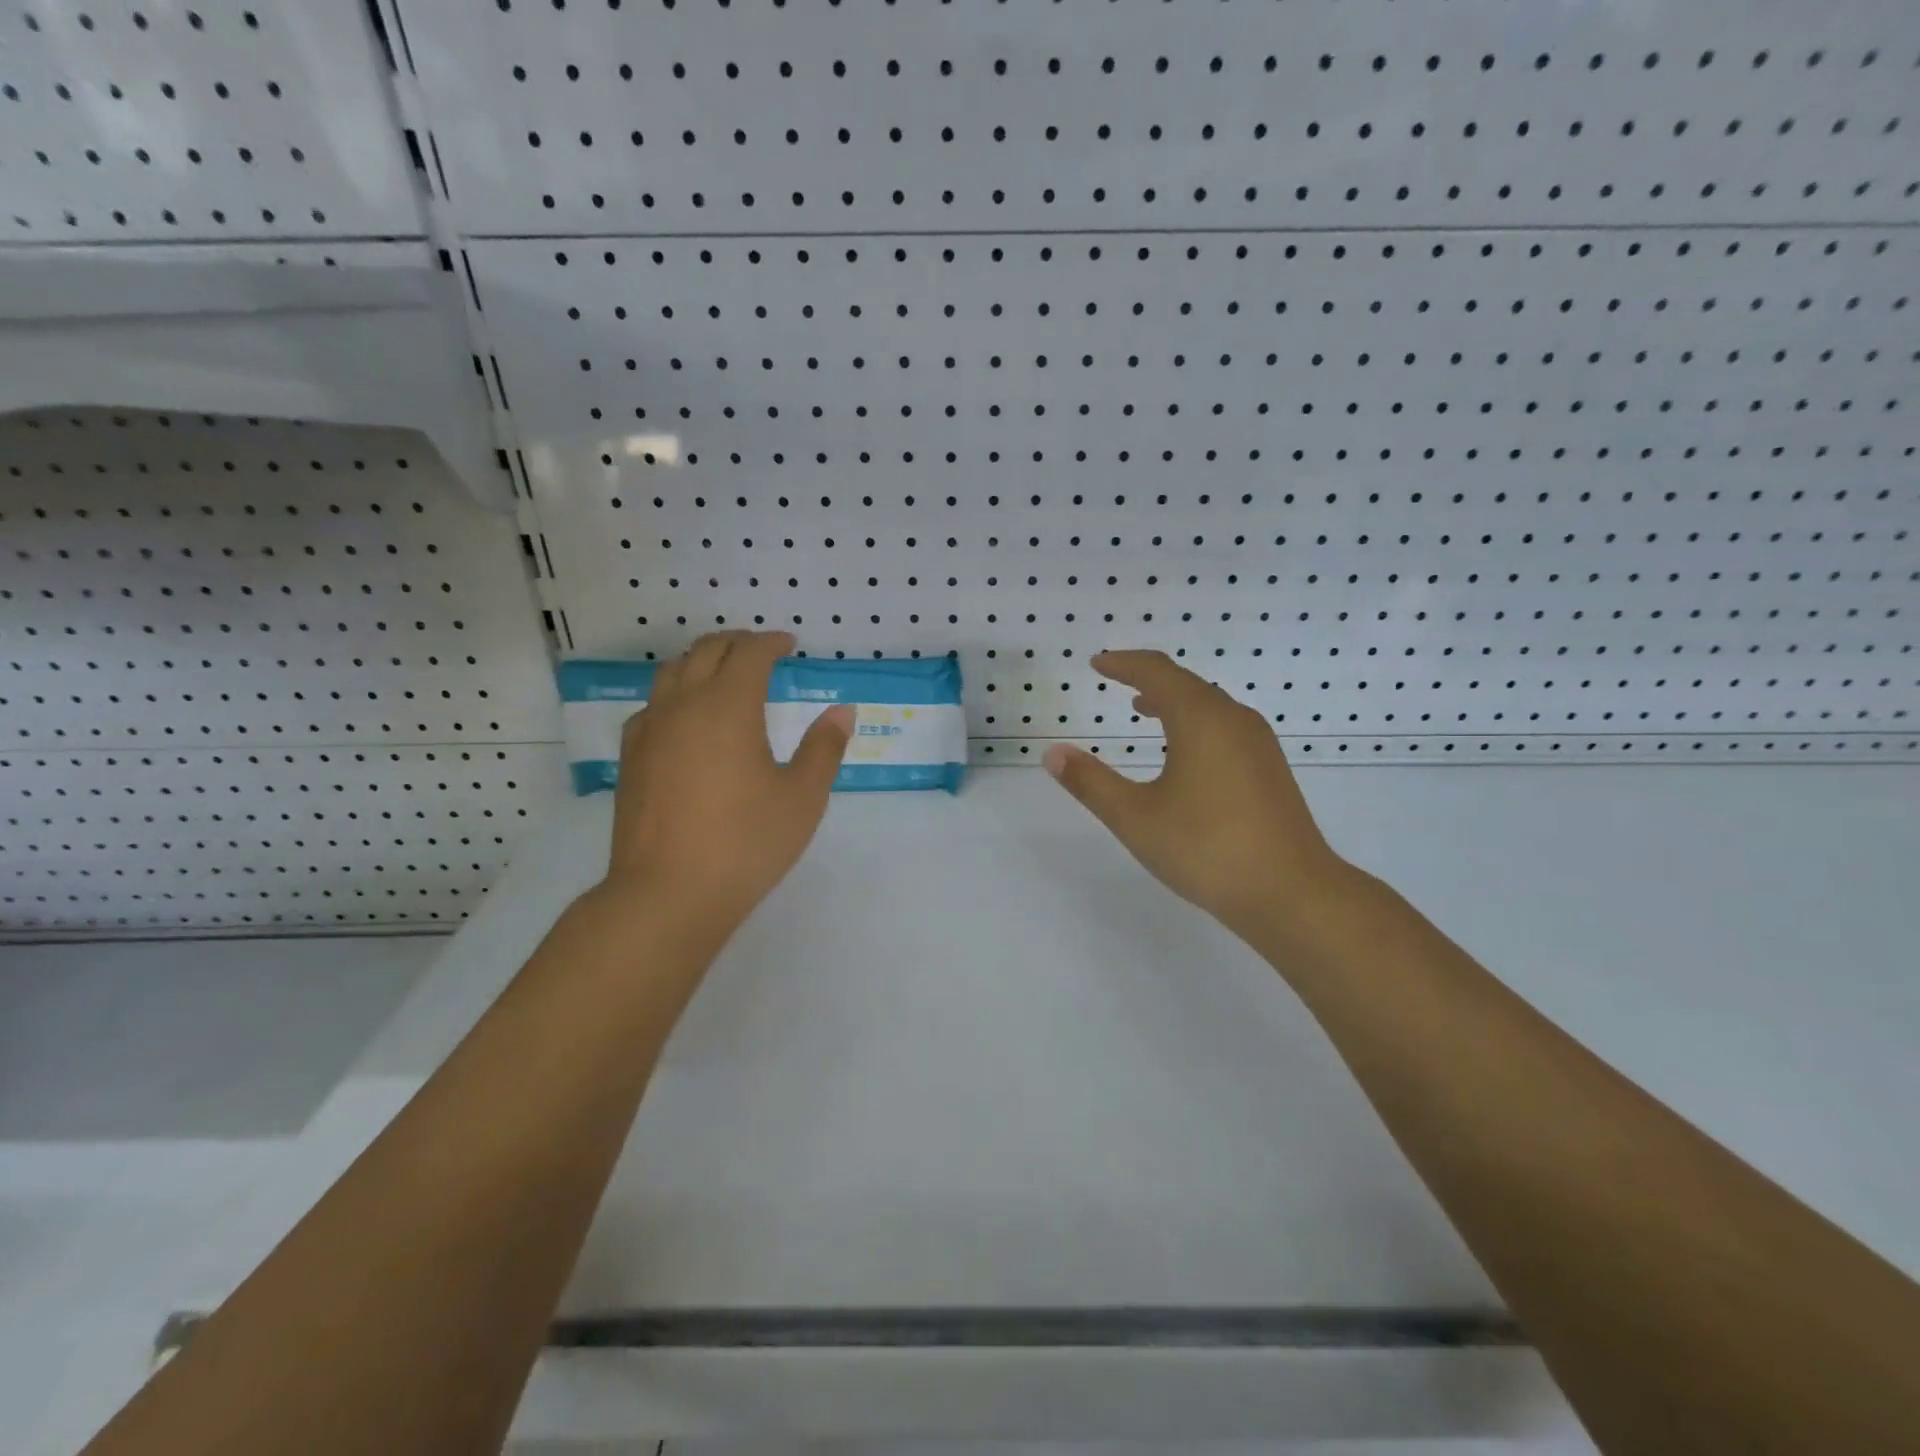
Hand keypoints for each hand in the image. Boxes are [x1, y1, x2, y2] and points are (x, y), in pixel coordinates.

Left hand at [597, 630, 852, 935]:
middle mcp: (684, 705)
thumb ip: (823, 749)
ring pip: (672, 672)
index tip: (790, 644)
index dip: (771, 642)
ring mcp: (650, 730)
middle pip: (706, 651)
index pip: (750, 653)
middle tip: (761, 650)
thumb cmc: (746, 843)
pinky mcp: (631, 758)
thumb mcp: (802, 797)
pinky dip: (675, 694)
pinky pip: (652, 705)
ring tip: (724, 674)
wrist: (667, 893)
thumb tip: (841, 712)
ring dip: (702, 661)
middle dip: (737, 643)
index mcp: (728, 705)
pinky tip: (686, 719)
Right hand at [1042, 650, 1353, 943]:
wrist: (1291, 892)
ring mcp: (1258, 745)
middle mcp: (1234, 720)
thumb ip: (1090, 782)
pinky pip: (1226, 727)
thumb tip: (1052, 752)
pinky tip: (1185, 753)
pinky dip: (1196, 722)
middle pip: (1186, 683)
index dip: (1123, 663)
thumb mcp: (1135, 817)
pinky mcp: (1270, 770)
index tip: (1098, 663)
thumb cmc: (1206, 848)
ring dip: (1174, 700)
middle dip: (1148, 677)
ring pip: (1210, 705)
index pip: (1157, 672)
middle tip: (1116, 679)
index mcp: (1201, 719)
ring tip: (1145, 708)